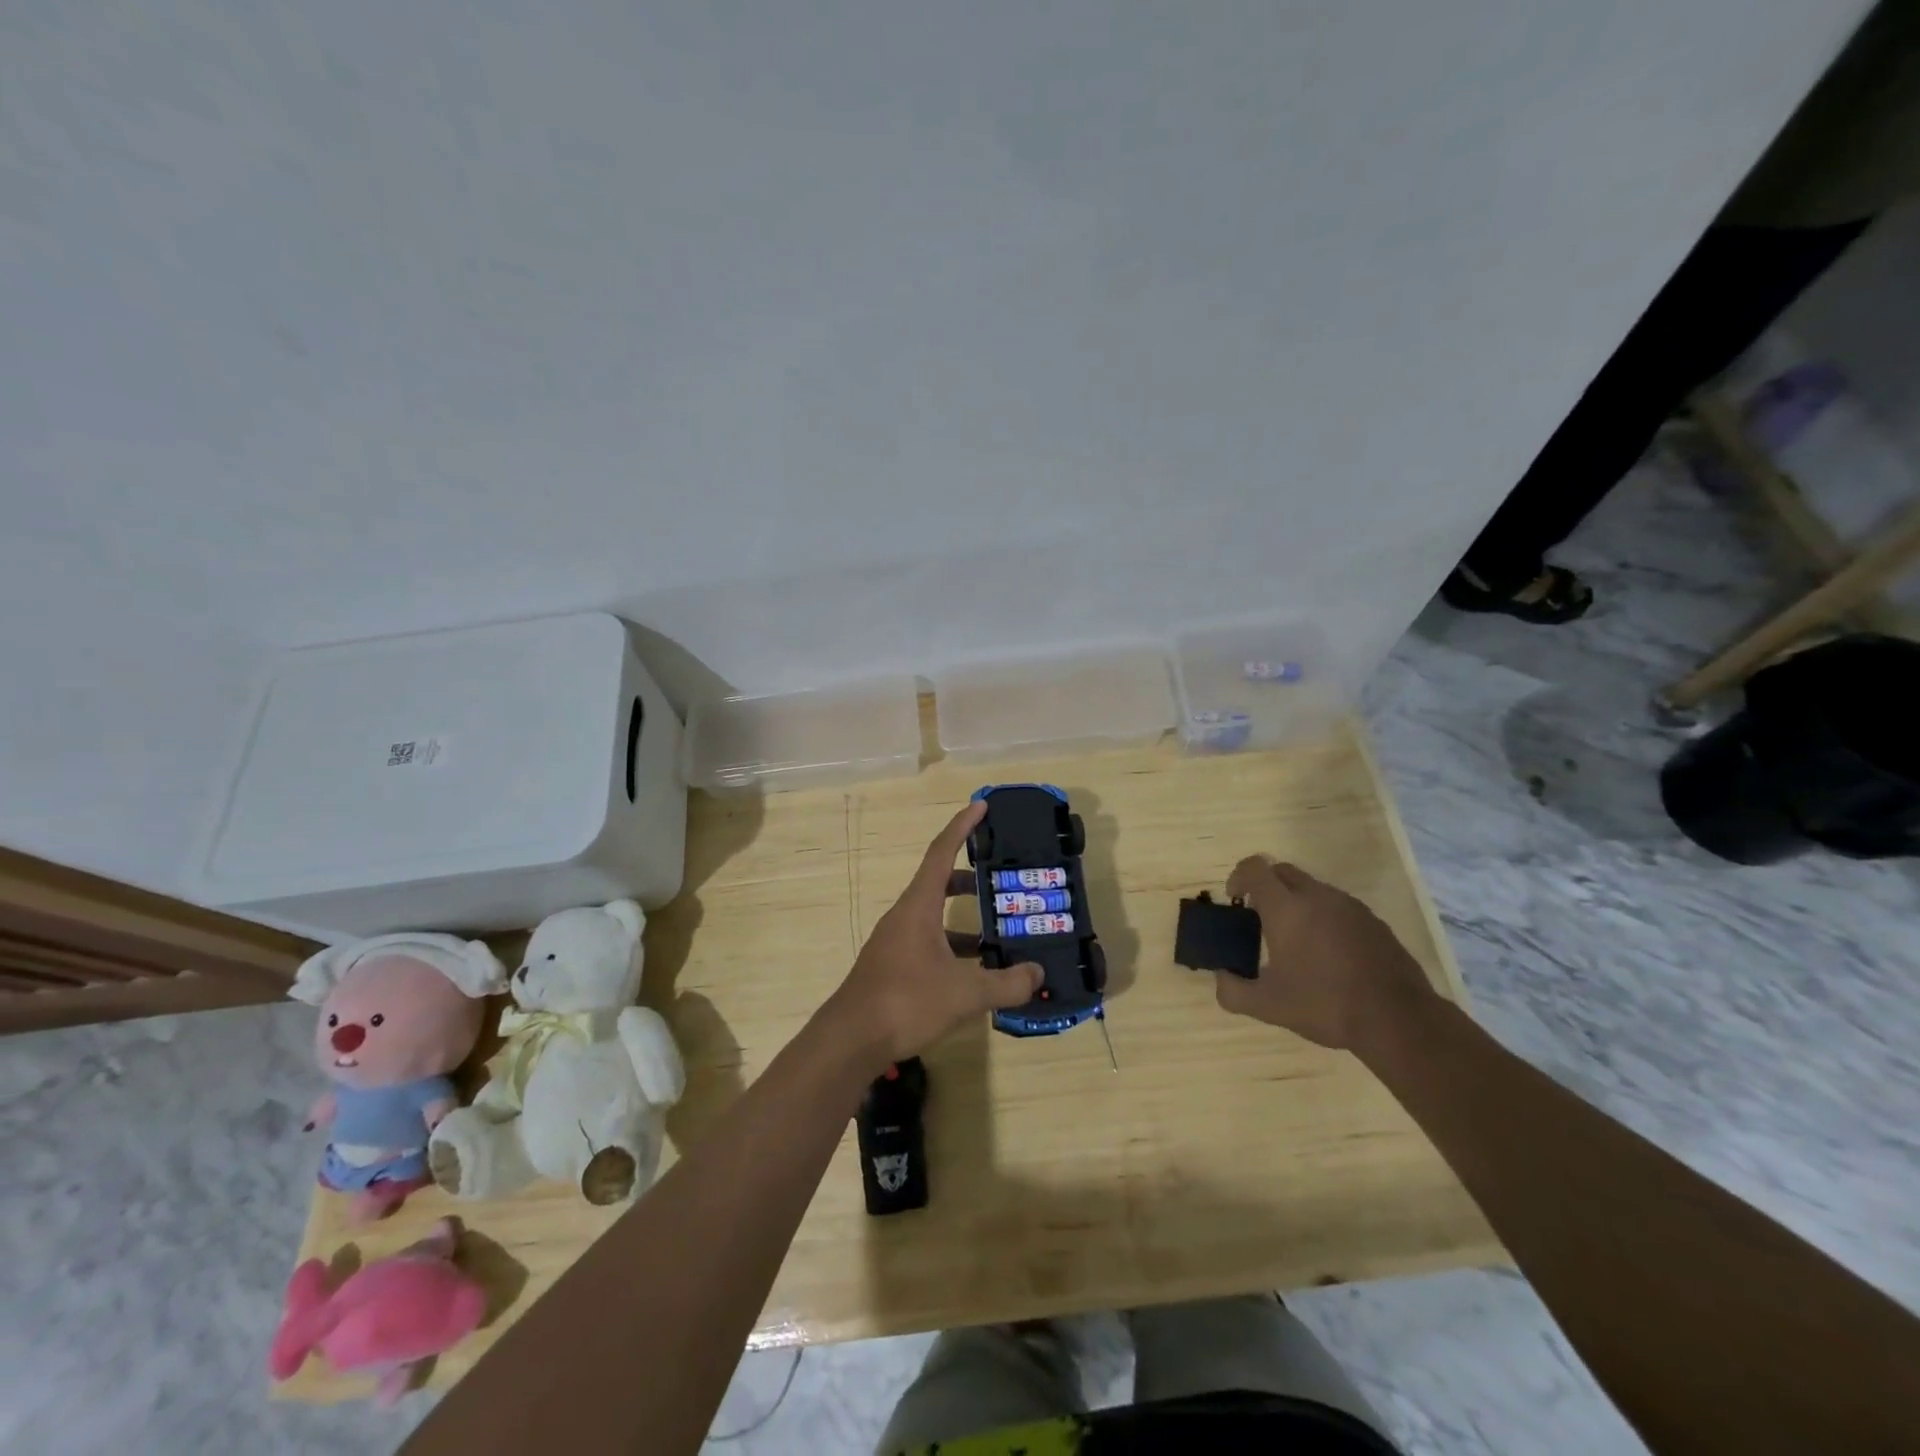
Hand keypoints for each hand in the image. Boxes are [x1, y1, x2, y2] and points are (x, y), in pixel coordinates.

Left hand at [823, 801, 1042, 1068]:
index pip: (941, 852)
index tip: (981, 805)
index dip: (962, 826)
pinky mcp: (893, 966)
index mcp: (918, 906)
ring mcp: (896, 942)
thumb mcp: (965, 994)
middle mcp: (905, 916)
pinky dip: (953, 947)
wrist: (851, 1040)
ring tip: (999, 934)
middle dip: (970, 878)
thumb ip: (1006, 983)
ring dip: (964, 920)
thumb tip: (1038, 974)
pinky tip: (975, 973)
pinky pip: (929, 942)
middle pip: (938, 882)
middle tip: (1000, 880)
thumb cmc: (906, 1002)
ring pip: (935, 917)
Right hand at [1214, 856, 1442, 1052]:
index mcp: (1286, 908)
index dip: (1238, 876)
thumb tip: (1220, 979)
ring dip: (1296, 902)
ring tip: (1296, 940)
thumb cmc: (1325, 1004)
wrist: (1398, 1019)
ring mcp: (1350, 906)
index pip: (1255, 868)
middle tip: (1261, 919)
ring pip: (1313, 888)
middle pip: (1283, 871)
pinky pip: (1338, 906)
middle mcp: (1317, 896)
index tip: (1236, 901)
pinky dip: (1324, 917)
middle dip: (1266, 887)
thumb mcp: (1268, 1006)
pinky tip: (1329, 954)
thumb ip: (1233, 991)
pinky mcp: (1373, 921)